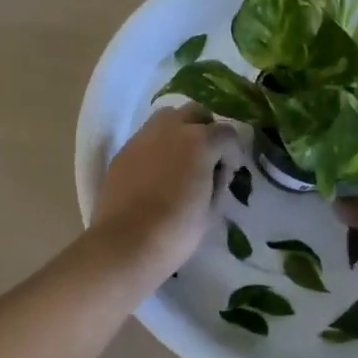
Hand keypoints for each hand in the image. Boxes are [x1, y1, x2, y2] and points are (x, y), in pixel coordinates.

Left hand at [90, 106, 239, 277]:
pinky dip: (157, 145)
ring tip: (180, 158)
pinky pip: (147, 136)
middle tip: (207, 157)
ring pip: (169, 117)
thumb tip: (217, 171)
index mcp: (200, 141)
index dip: (233, 152)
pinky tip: (156, 171)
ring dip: (180, 130)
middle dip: (207, 129)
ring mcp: (144, 136)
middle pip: (197, 112)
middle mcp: (172, 128)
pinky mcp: (124, 150)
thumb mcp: (212, 210)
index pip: (227, 132)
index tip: (228, 173)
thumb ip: (219, 181)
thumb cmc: (176, 231)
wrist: (125, 244)